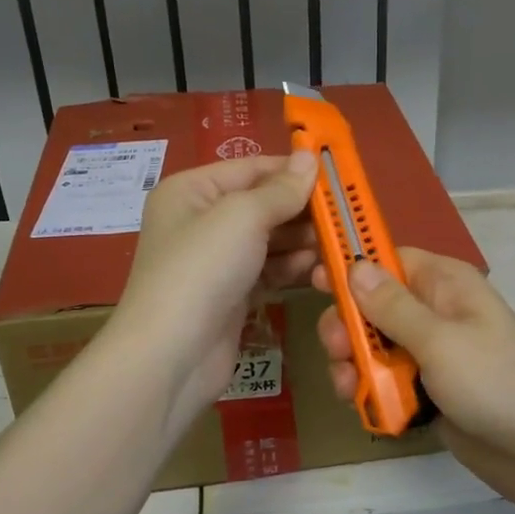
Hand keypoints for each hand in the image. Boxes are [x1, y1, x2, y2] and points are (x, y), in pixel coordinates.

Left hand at [110, 152, 318, 432]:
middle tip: (344, 215)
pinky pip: (268, 270)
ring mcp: (215, 260)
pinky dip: (291, 267)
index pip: (251, 168)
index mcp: (191, 190)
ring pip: (268, 239)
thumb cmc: (202, 269)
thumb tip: (309, 158)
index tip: (337, 175)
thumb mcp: (242, 216)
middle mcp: (200, 220)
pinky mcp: (230, 294)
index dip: (292, 170)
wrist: (171, 355)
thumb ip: (281, 189)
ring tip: (336, 243)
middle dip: (301, 210)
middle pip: (262, 204)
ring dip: (302, 240)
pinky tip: (317, 268)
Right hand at [315, 248, 514, 513]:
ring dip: (354, 363)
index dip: (352, 267)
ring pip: (375, 346)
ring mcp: (432, 354)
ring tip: (349, 389)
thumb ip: (392, 306)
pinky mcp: (429, 391)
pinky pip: (386, 380)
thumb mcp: (439, 340)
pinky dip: (371, 390)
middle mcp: (436, 312)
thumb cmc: (495, 383)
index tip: (315, 281)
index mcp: (445, 285)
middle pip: (373, 305)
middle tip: (336, 349)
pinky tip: (364, 406)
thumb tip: (355, 265)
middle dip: (348, 326)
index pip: (388, 258)